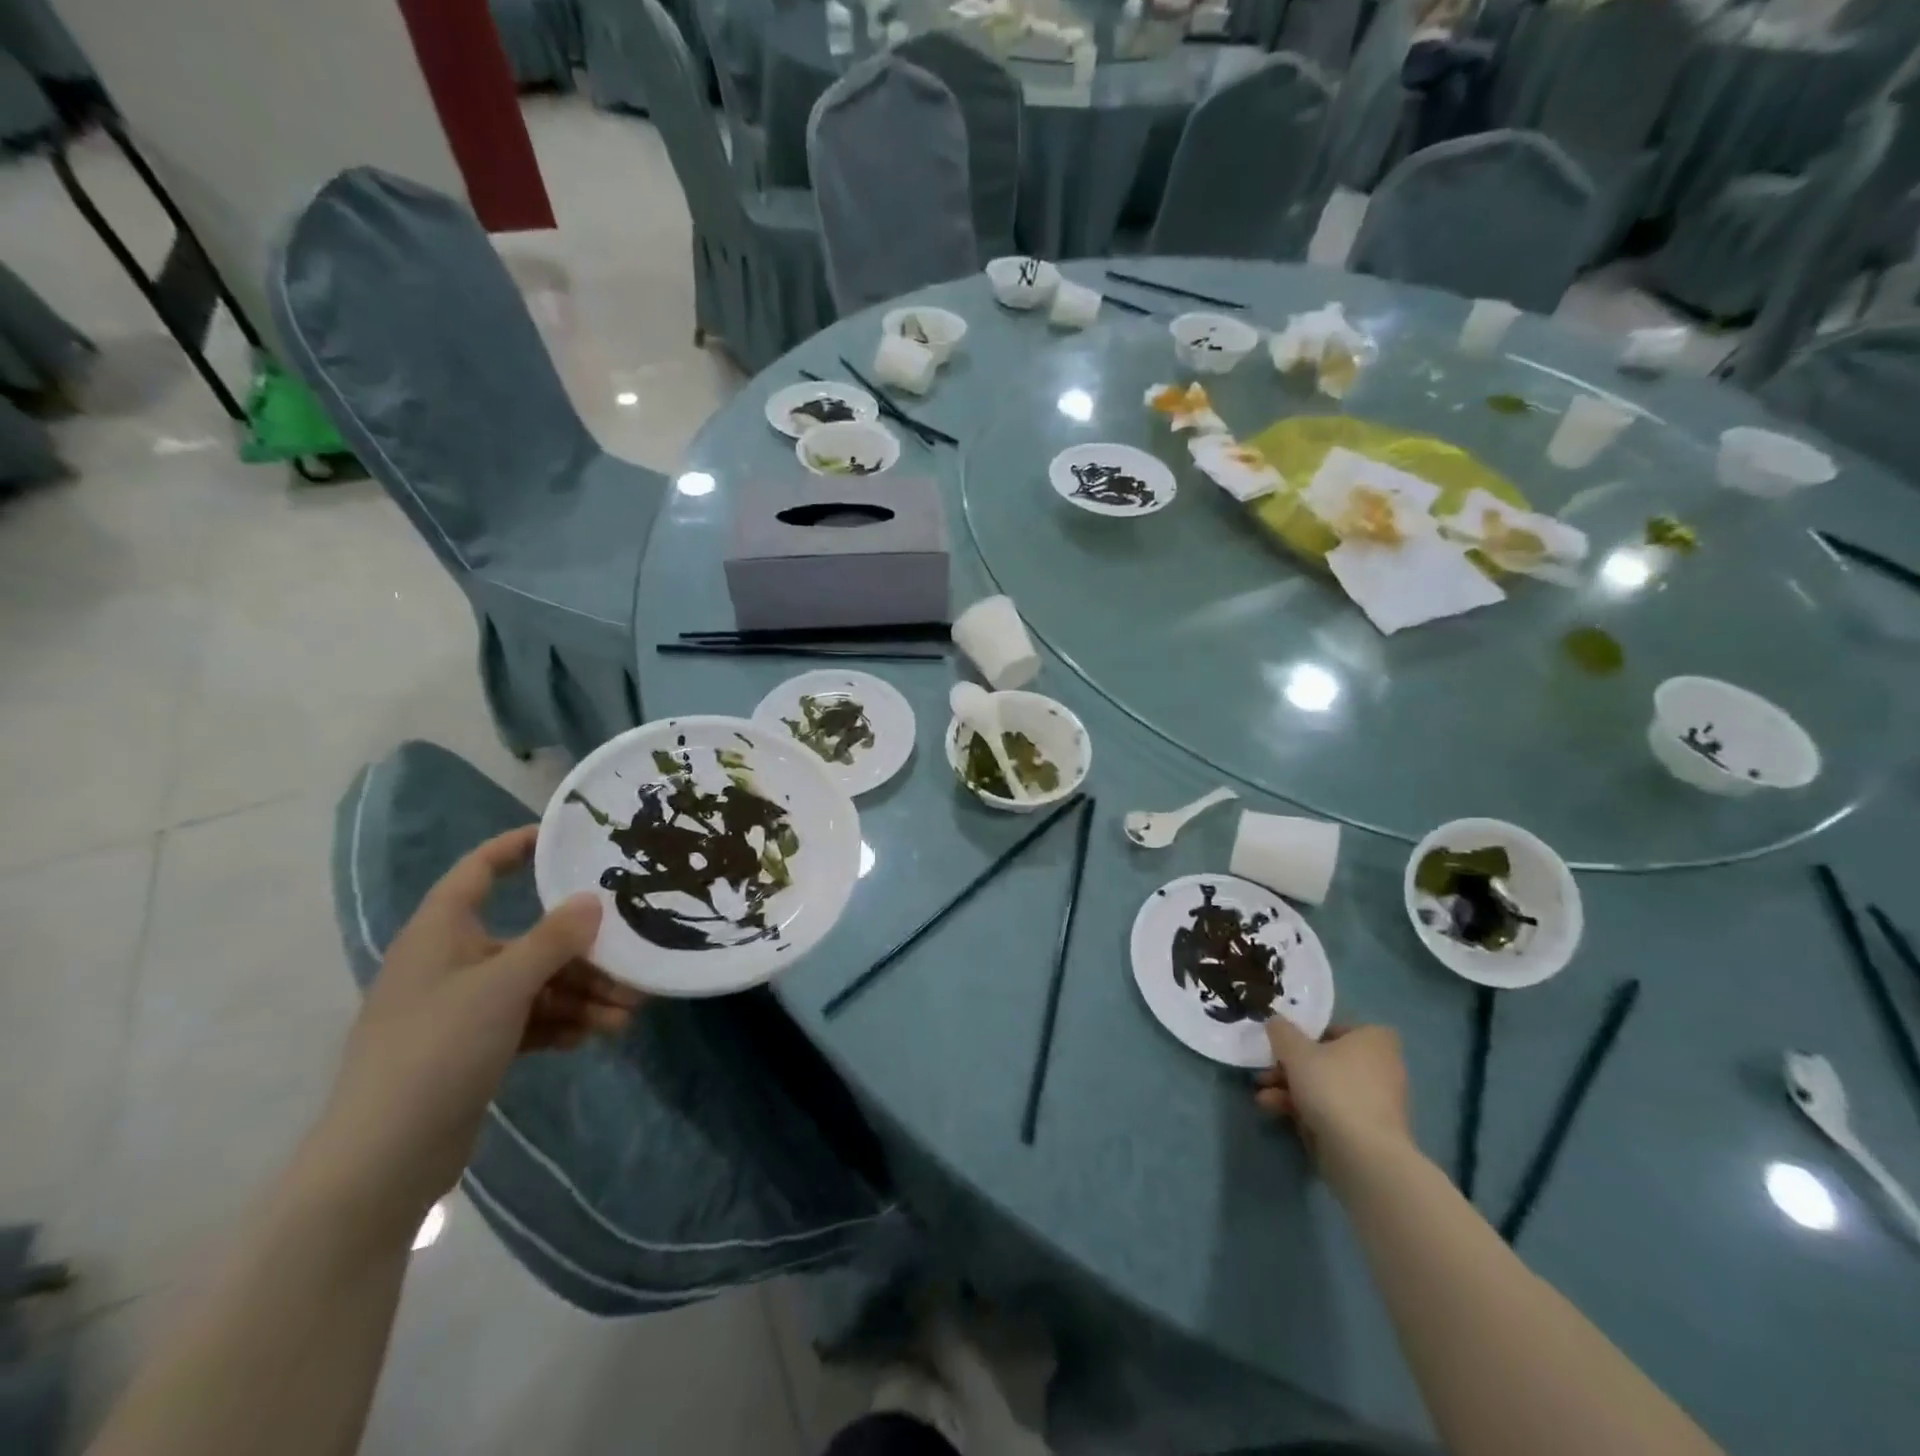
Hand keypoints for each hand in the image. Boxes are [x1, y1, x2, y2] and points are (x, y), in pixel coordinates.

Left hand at [309, 827, 641, 1231]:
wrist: (383, 1158)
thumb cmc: (438, 1048)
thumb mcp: (504, 985)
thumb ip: (554, 939)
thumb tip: (593, 900)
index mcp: (442, 933)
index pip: (478, 871)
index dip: (517, 848)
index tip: (565, 838)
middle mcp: (451, 962)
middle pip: (528, 939)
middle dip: (583, 953)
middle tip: (631, 963)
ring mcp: (461, 1008)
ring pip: (535, 984)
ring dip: (582, 995)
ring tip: (626, 1014)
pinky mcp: (472, 1048)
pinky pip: (528, 1020)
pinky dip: (561, 1023)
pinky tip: (593, 1035)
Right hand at [1257, 1020, 1410, 1181]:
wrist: (1363, 1155)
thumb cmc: (1332, 1087)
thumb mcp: (1295, 1050)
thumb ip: (1282, 1031)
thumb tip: (1276, 1022)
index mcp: (1374, 1040)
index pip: (1337, 1028)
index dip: (1308, 1034)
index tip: (1285, 1044)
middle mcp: (1382, 1067)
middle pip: (1326, 1060)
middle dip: (1290, 1067)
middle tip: (1265, 1072)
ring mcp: (1376, 1102)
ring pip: (1325, 1086)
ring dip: (1290, 1088)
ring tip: (1262, 1097)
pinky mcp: (1368, 1131)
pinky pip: (1333, 1110)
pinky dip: (1305, 1109)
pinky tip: (1274, 1111)